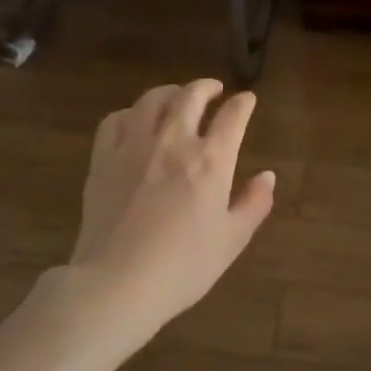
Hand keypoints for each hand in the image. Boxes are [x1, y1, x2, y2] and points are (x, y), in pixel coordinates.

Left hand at [68, 79, 275, 333]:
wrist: (118, 283)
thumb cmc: (184, 267)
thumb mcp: (232, 240)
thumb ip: (254, 204)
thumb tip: (268, 177)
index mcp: (211, 161)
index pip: (232, 117)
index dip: (243, 104)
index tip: (247, 100)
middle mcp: (173, 142)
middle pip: (190, 96)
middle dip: (206, 87)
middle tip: (213, 89)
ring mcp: (133, 146)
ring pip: (151, 100)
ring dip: (169, 92)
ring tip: (176, 97)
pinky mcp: (102, 159)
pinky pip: (115, 120)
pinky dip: (130, 113)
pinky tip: (135, 121)